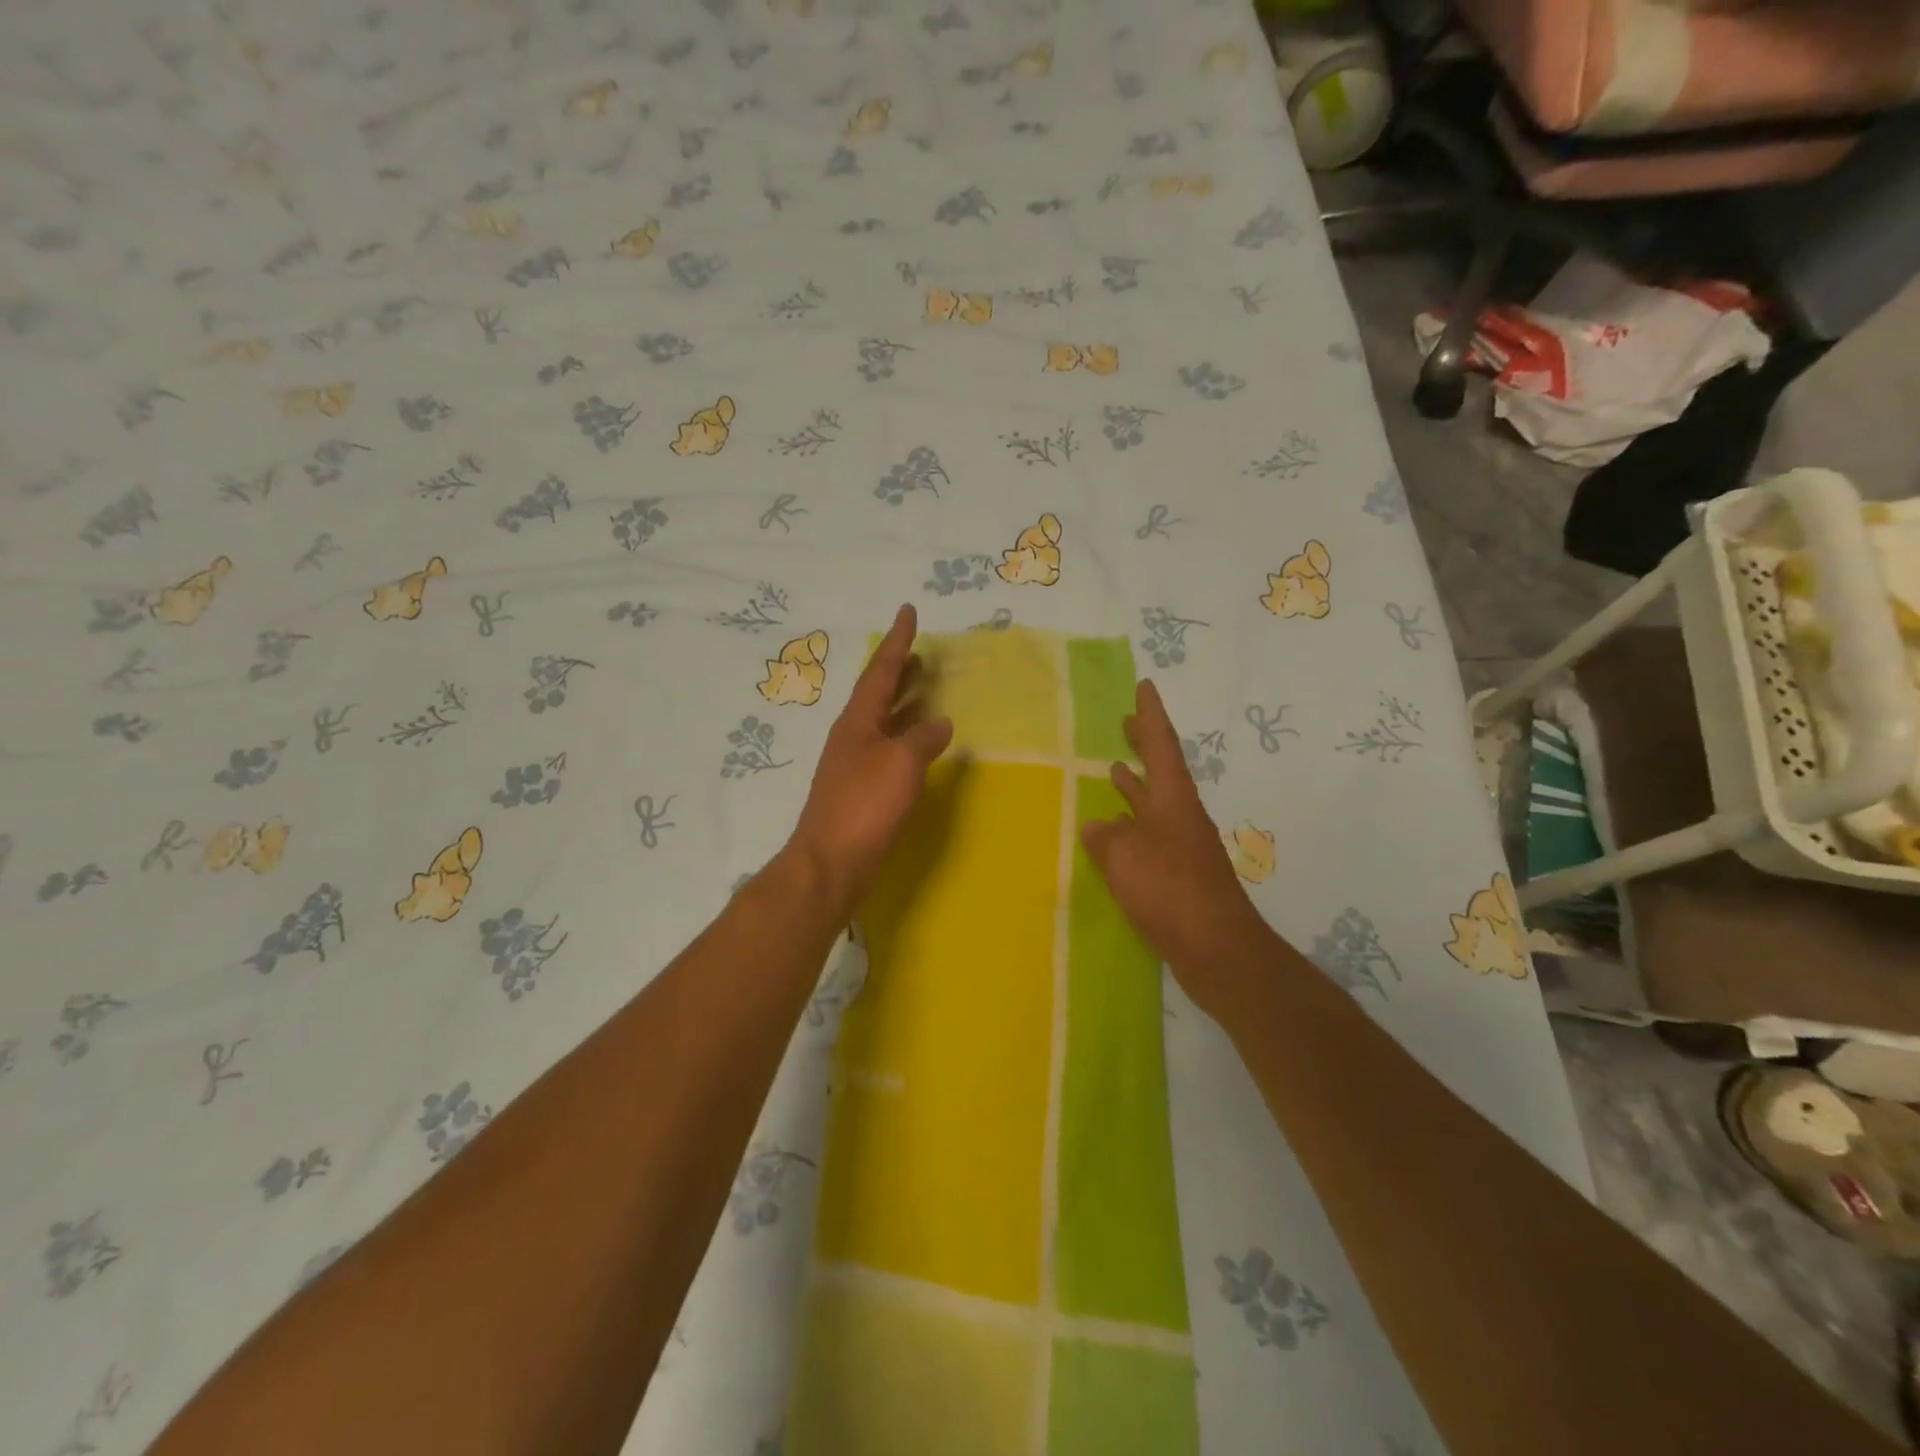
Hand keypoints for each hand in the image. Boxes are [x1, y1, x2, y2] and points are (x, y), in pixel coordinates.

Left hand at [787, 604, 953, 913]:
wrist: (832, 861)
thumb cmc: (864, 805)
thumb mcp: (901, 763)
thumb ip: (923, 738)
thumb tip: (940, 722)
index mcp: (857, 720)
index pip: (881, 670)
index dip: (898, 640)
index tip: (908, 611)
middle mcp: (853, 735)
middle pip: (879, 693)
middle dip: (900, 671)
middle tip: (922, 653)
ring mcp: (855, 763)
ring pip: (885, 722)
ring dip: (905, 704)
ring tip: (928, 689)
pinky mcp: (862, 790)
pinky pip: (889, 749)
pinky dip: (907, 738)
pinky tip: (922, 744)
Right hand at [1081, 680, 1277, 1016]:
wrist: (1217, 949)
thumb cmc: (1170, 891)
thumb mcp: (1125, 856)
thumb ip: (1107, 836)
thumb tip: (1098, 826)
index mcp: (1173, 800)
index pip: (1161, 745)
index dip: (1150, 715)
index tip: (1144, 686)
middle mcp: (1180, 816)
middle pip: (1162, 769)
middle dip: (1144, 743)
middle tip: (1125, 721)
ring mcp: (1181, 846)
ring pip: (1154, 803)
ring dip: (1136, 783)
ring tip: (1114, 767)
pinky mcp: (1178, 875)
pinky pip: (1149, 836)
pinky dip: (1131, 825)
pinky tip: (1115, 833)